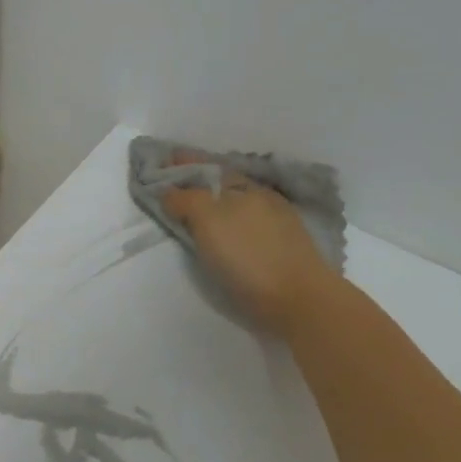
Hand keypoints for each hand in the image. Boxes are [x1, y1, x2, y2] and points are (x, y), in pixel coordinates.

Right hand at [162, 156, 339, 335]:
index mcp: (241, 186)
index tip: (161, 162)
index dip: (182, 163)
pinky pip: (250, 221)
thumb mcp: (209, 222)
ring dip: (216, 201)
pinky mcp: (284, 243)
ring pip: (237, 202)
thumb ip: (186, 200)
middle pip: (222, 182)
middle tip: (174, 186)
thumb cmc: (248, 258)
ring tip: (196, 209)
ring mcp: (276, 219)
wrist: (299, 299)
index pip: (205, 167)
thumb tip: (168, 191)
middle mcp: (259, 196)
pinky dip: (232, 220)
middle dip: (199, 180)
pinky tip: (228, 230)